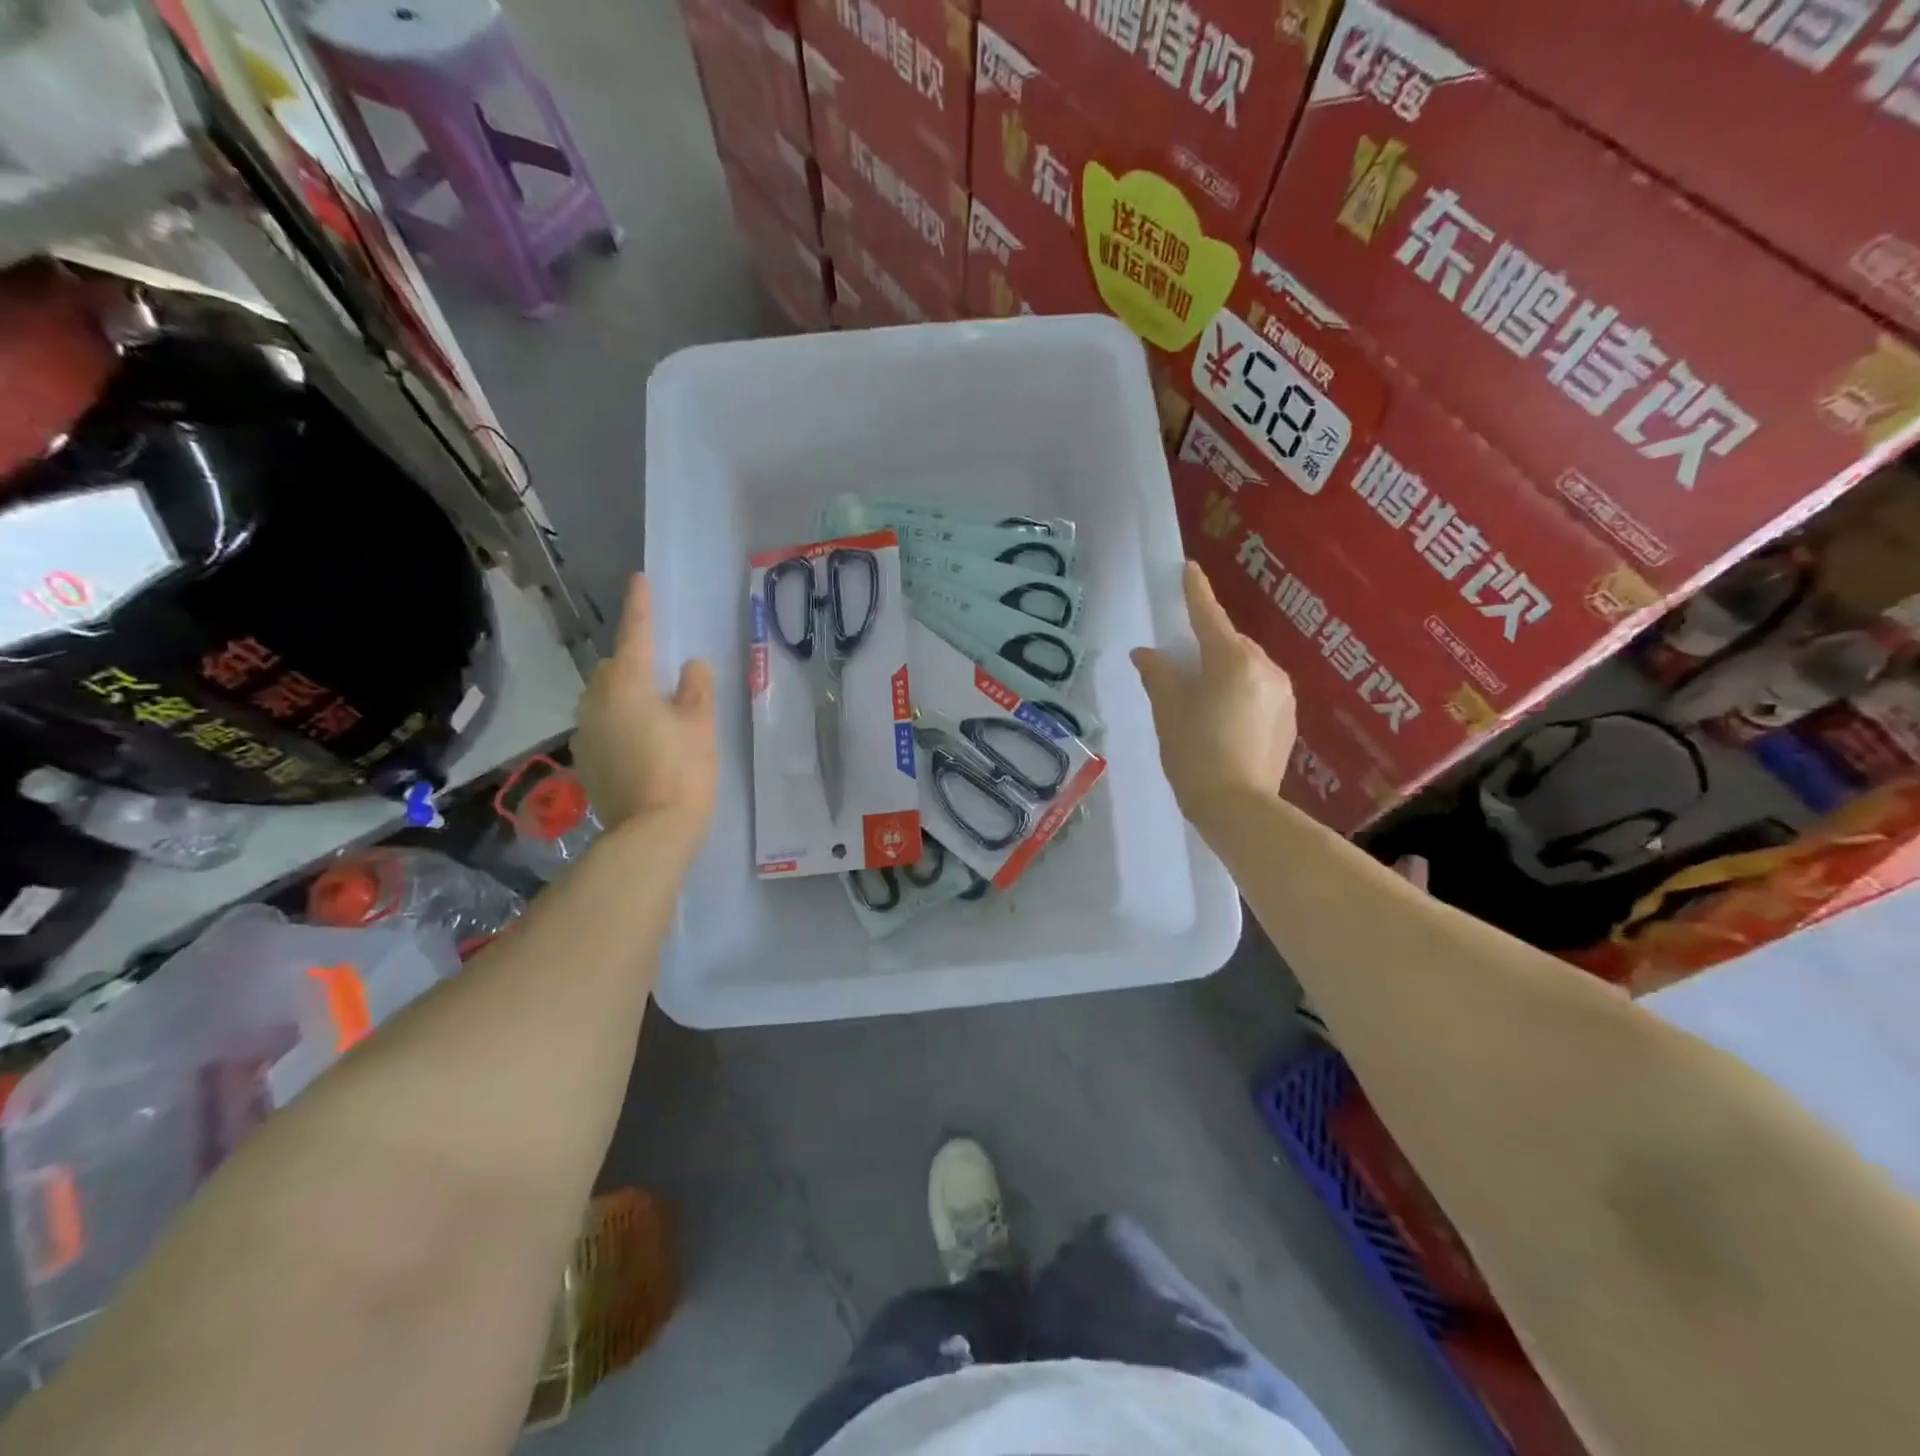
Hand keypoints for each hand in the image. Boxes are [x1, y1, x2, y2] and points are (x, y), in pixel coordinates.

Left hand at [572, 575, 716, 839]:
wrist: (649, 832)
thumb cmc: (683, 771)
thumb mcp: (700, 725)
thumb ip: (696, 688)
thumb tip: (690, 666)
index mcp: (628, 684)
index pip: (636, 634)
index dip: (640, 606)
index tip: (639, 579)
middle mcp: (597, 700)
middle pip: (613, 667)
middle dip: (632, 660)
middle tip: (661, 672)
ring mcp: (585, 731)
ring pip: (603, 696)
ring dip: (623, 692)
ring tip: (653, 708)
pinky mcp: (585, 758)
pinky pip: (600, 723)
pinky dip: (618, 720)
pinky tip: (640, 740)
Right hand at [1132, 561, 1296, 825]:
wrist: (1238, 807)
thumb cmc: (1194, 753)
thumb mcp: (1168, 711)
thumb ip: (1158, 674)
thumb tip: (1146, 654)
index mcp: (1232, 660)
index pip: (1208, 616)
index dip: (1196, 592)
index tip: (1189, 568)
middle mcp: (1265, 668)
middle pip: (1231, 644)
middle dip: (1209, 646)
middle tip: (1184, 666)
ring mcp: (1283, 694)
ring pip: (1248, 669)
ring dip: (1226, 672)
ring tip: (1203, 700)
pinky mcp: (1290, 719)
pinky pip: (1260, 691)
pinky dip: (1241, 694)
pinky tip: (1224, 721)